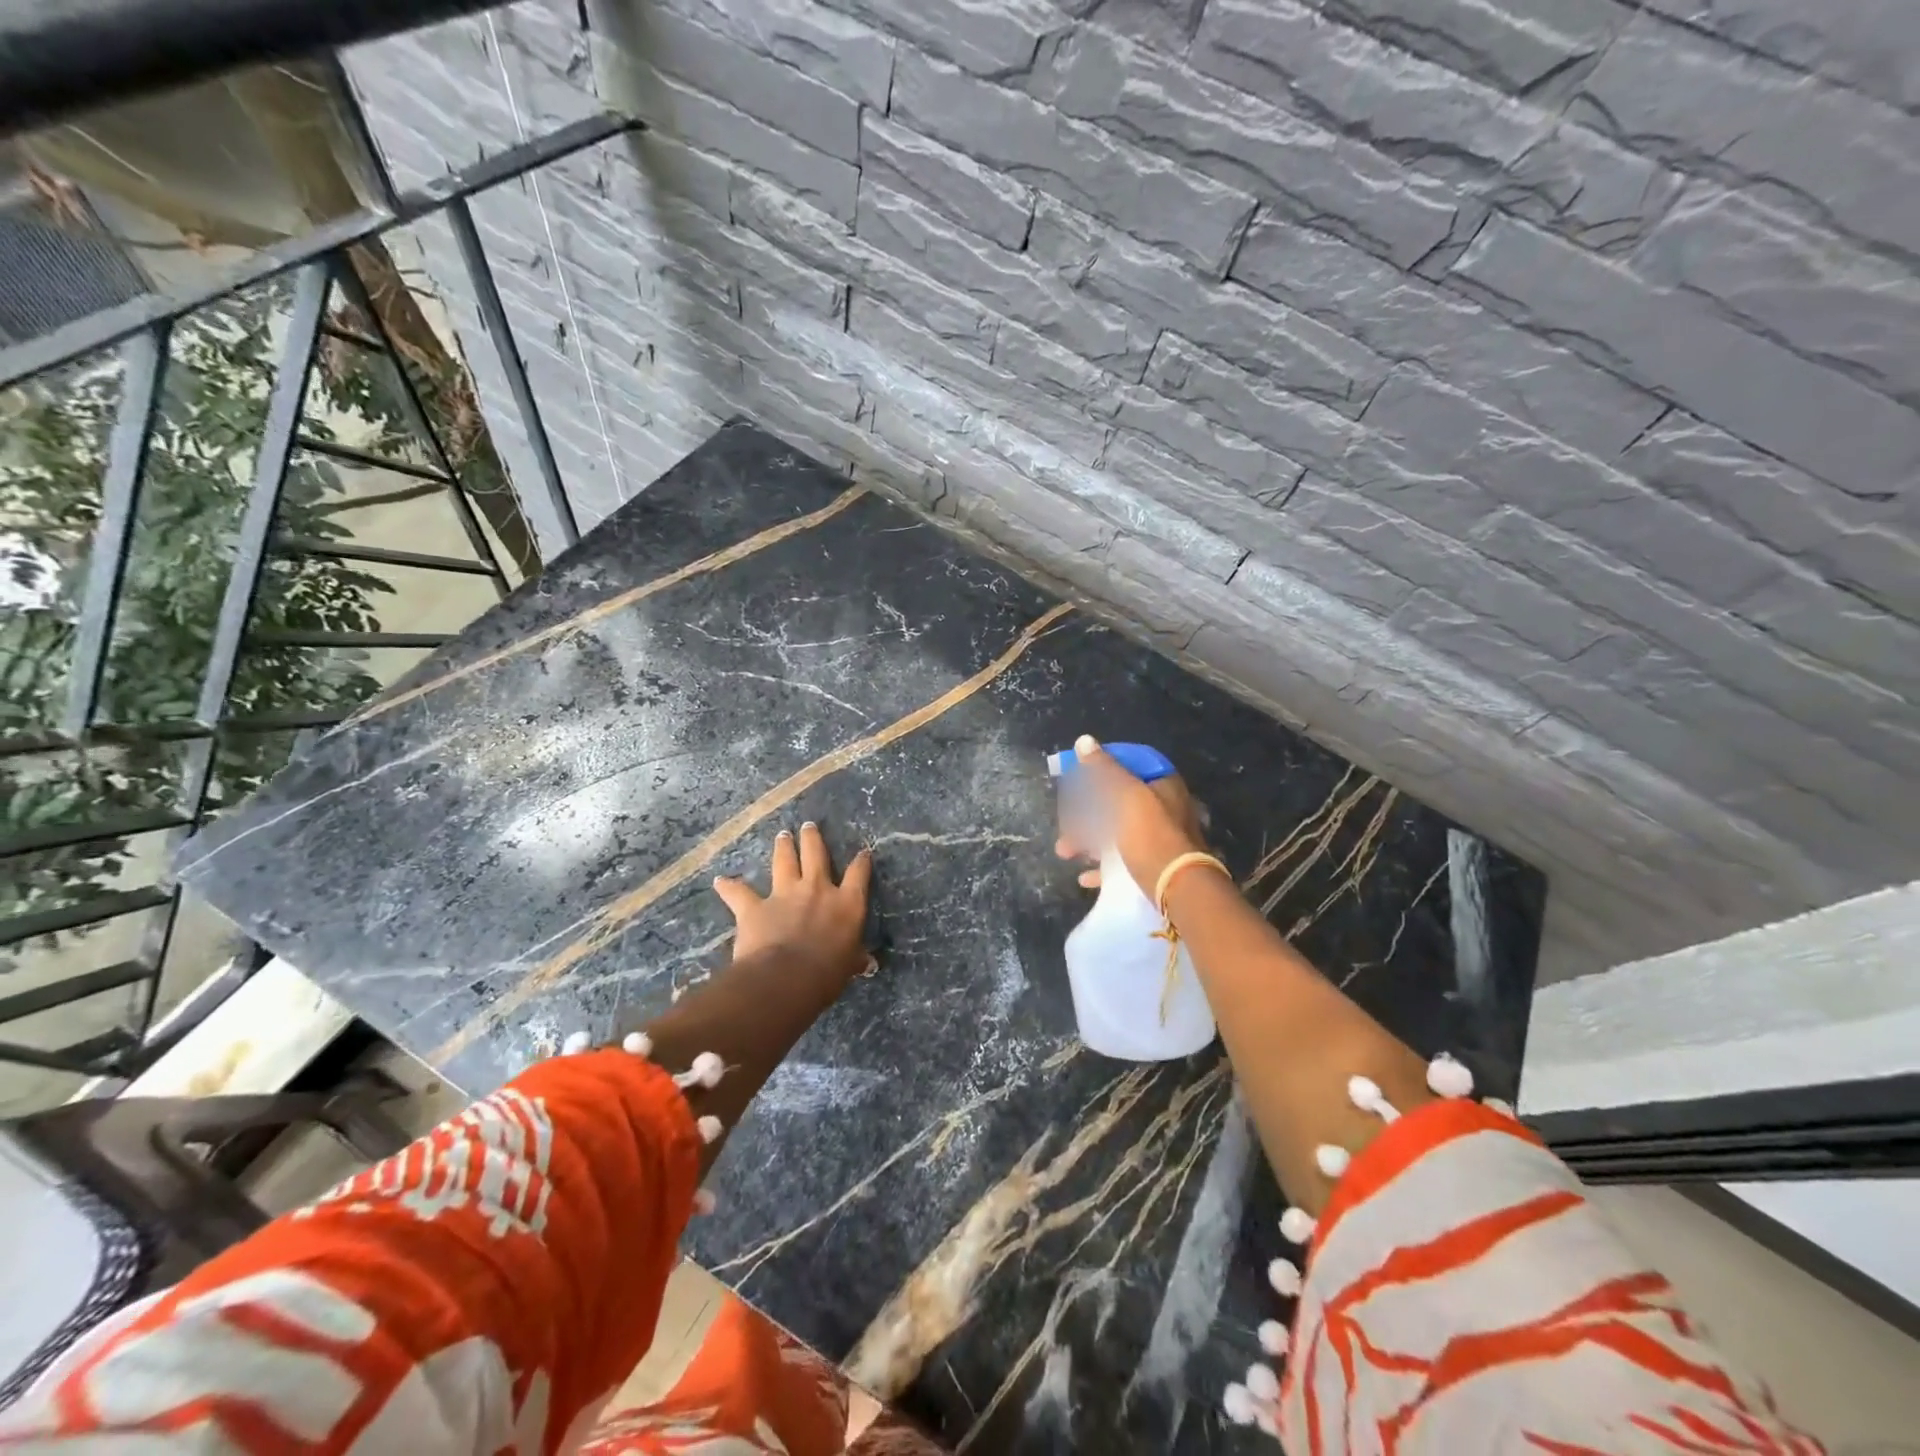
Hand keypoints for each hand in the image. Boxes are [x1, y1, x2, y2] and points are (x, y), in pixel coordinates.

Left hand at [713, 823, 873, 985]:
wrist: (787, 977)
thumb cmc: (827, 974)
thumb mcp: (849, 965)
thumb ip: (856, 958)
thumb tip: (869, 963)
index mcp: (846, 903)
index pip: (858, 874)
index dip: (861, 861)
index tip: (863, 853)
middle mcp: (817, 889)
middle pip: (816, 854)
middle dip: (812, 838)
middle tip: (808, 825)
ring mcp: (785, 894)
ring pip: (784, 862)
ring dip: (783, 847)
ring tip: (782, 835)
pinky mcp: (755, 907)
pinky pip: (739, 893)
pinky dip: (729, 887)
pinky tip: (720, 881)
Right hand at [1053, 734, 1207, 893]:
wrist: (1179, 891)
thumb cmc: (1152, 836)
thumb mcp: (1127, 796)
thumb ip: (1105, 769)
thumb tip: (1084, 741)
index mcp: (1162, 785)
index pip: (1128, 763)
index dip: (1100, 766)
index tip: (1076, 776)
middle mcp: (1163, 807)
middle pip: (1116, 800)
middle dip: (1085, 811)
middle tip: (1064, 822)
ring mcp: (1158, 838)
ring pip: (1115, 832)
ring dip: (1087, 840)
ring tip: (1065, 851)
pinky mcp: (1153, 866)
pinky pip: (1121, 861)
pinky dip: (1102, 866)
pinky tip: (1085, 876)